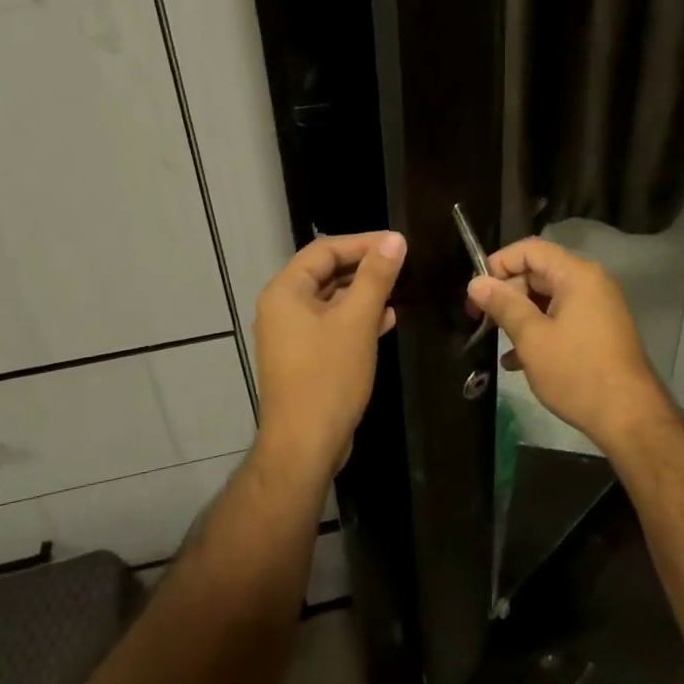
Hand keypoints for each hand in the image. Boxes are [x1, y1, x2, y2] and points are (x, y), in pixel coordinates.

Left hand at [254, 230, 404, 477]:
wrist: (305, 444)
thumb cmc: (329, 376)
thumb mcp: (357, 321)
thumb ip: (376, 276)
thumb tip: (394, 240)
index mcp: (285, 292)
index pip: (324, 250)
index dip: (362, 242)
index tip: (398, 244)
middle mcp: (282, 308)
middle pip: (325, 273)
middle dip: (364, 267)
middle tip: (402, 265)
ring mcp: (291, 335)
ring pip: (331, 300)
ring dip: (364, 293)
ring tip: (399, 290)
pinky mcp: (304, 357)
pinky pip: (331, 325)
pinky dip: (357, 318)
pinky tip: (386, 321)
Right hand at [468, 238, 677, 449]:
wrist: (629, 417)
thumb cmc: (577, 372)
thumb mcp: (532, 338)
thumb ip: (503, 305)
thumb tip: (476, 283)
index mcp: (577, 275)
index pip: (531, 249)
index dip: (499, 264)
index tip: (476, 292)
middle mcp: (591, 283)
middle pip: (539, 272)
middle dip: (508, 293)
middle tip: (482, 320)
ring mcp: (598, 308)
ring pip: (548, 299)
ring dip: (520, 316)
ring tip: (496, 341)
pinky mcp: (599, 331)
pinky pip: (562, 319)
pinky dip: (539, 331)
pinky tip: (516, 361)